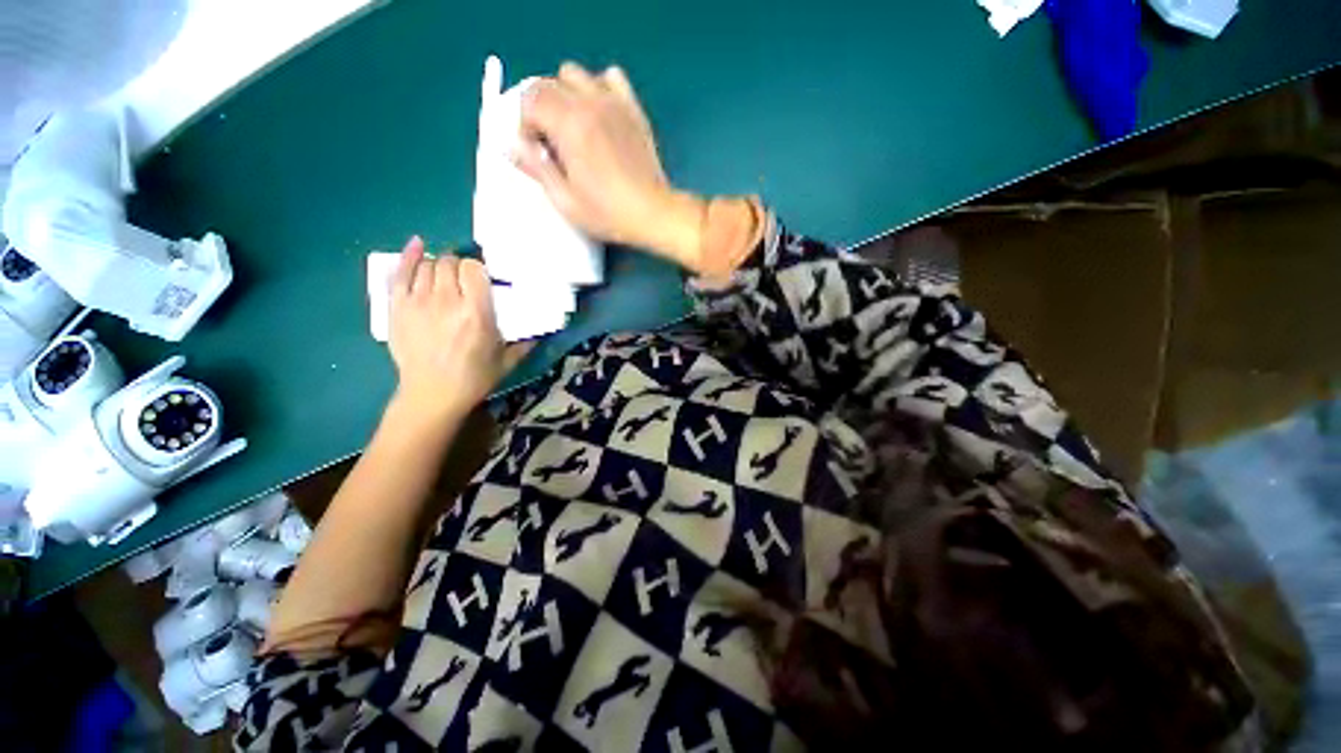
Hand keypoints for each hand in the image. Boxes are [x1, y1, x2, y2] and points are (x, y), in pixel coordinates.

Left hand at [388, 237, 529, 418]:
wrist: (432, 395)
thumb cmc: (474, 379)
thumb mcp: (506, 361)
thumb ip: (524, 343)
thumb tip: (540, 332)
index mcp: (477, 313)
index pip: (474, 269)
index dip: (479, 269)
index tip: (483, 279)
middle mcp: (447, 301)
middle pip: (450, 263)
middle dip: (459, 266)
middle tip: (465, 278)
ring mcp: (419, 302)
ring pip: (429, 265)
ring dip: (440, 265)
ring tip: (446, 275)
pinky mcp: (398, 307)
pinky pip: (401, 273)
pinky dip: (409, 257)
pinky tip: (418, 245)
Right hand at [515, 62, 704, 266]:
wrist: (653, 213)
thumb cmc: (608, 213)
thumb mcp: (565, 200)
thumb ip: (536, 168)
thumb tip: (510, 146)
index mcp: (570, 125)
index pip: (530, 98)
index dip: (525, 124)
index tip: (537, 151)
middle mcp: (590, 103)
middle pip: (549, 82)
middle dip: (541, 109)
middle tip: (552, 143)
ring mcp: (614, 102)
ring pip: (576, 74)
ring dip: (566, 95)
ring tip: (574, 127)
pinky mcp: (633, 109)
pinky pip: (611, 77)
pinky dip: (598, 87)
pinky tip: (600, 114)